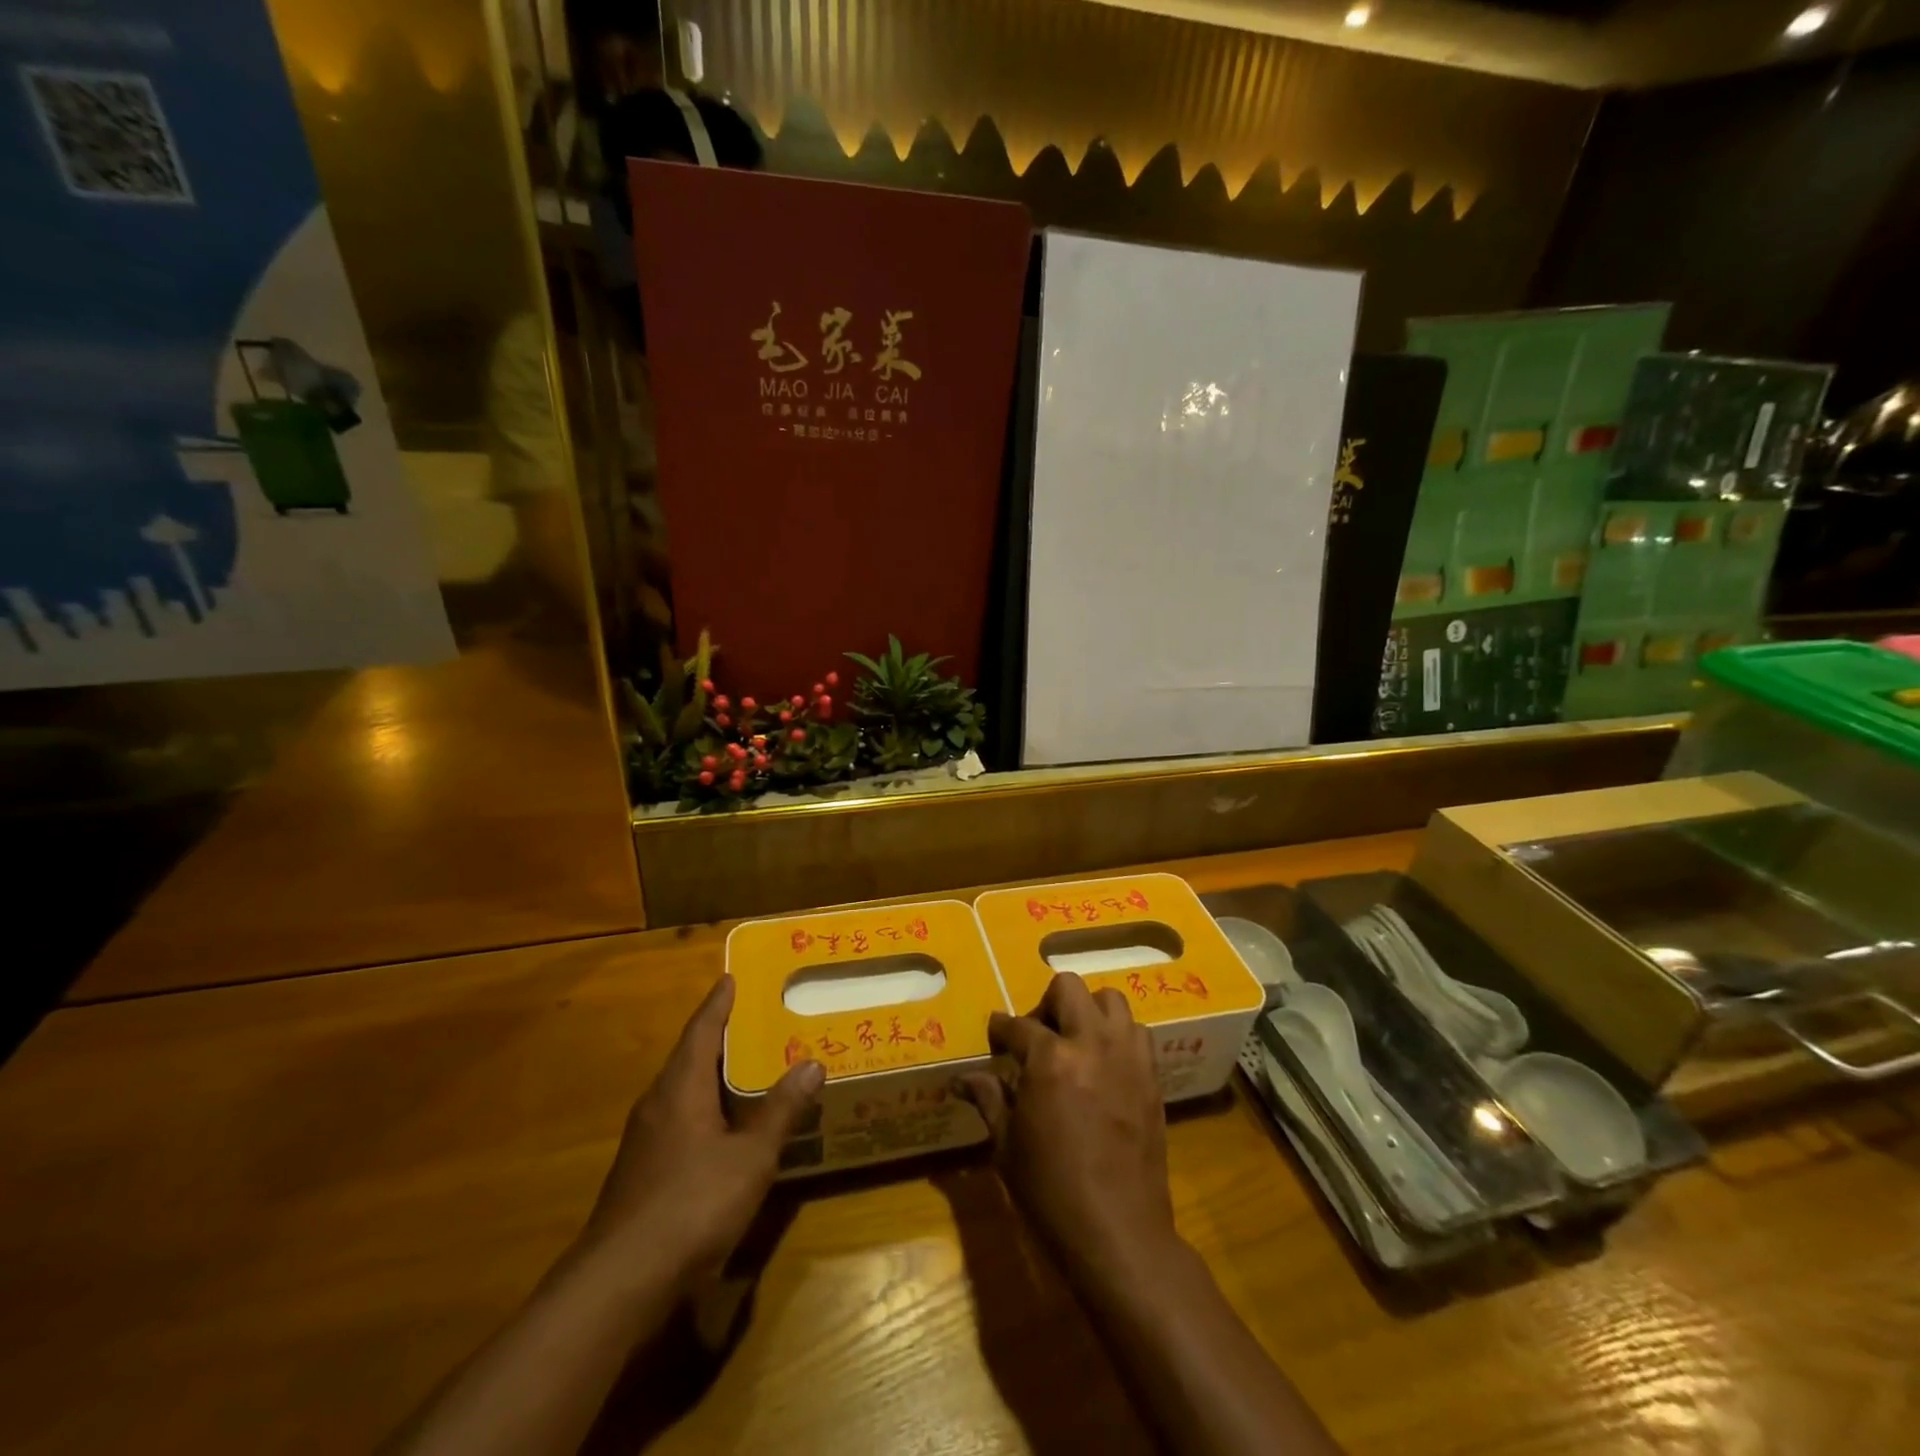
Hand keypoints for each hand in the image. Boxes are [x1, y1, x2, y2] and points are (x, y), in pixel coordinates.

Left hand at [579, 975, 822, 1292]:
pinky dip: (705, 1110)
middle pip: (690, 1057)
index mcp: (681, 1087)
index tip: (731, 978)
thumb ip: (780, 1111)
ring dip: (713, 1076)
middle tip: (755, 1020)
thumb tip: (812, 1064)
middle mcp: (658, 1103)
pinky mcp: (642, 1172)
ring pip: (683, 1091)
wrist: (619, 1283)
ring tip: (748, 1069)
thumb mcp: (750, 1157)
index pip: (702, 1029)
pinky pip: (679, 1120)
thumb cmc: (692, 1204)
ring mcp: (645, 1140)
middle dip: (720, 1037)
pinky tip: (726, 1129)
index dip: (719, 1003)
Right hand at [958, 973, 1177, 1285]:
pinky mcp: (1151, 1076)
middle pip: (1069, 988)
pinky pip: (1136, 1033)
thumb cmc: (1051, 1192)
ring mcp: (1127, 1057)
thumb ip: (989, 1099)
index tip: (996, 1037)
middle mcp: (1091, 1044)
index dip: (1001, 1030)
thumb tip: (963, 1078)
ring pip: (1111, 1000)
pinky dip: (1118, 1036)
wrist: (1118, 1233)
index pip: (1018, 1025)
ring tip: (1076, 1043)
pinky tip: (1104, 1065)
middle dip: (1047, 1003)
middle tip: (1038, 1035)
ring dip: (1088, 1012)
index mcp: (1050, 1060)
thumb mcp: (1007, 1147)